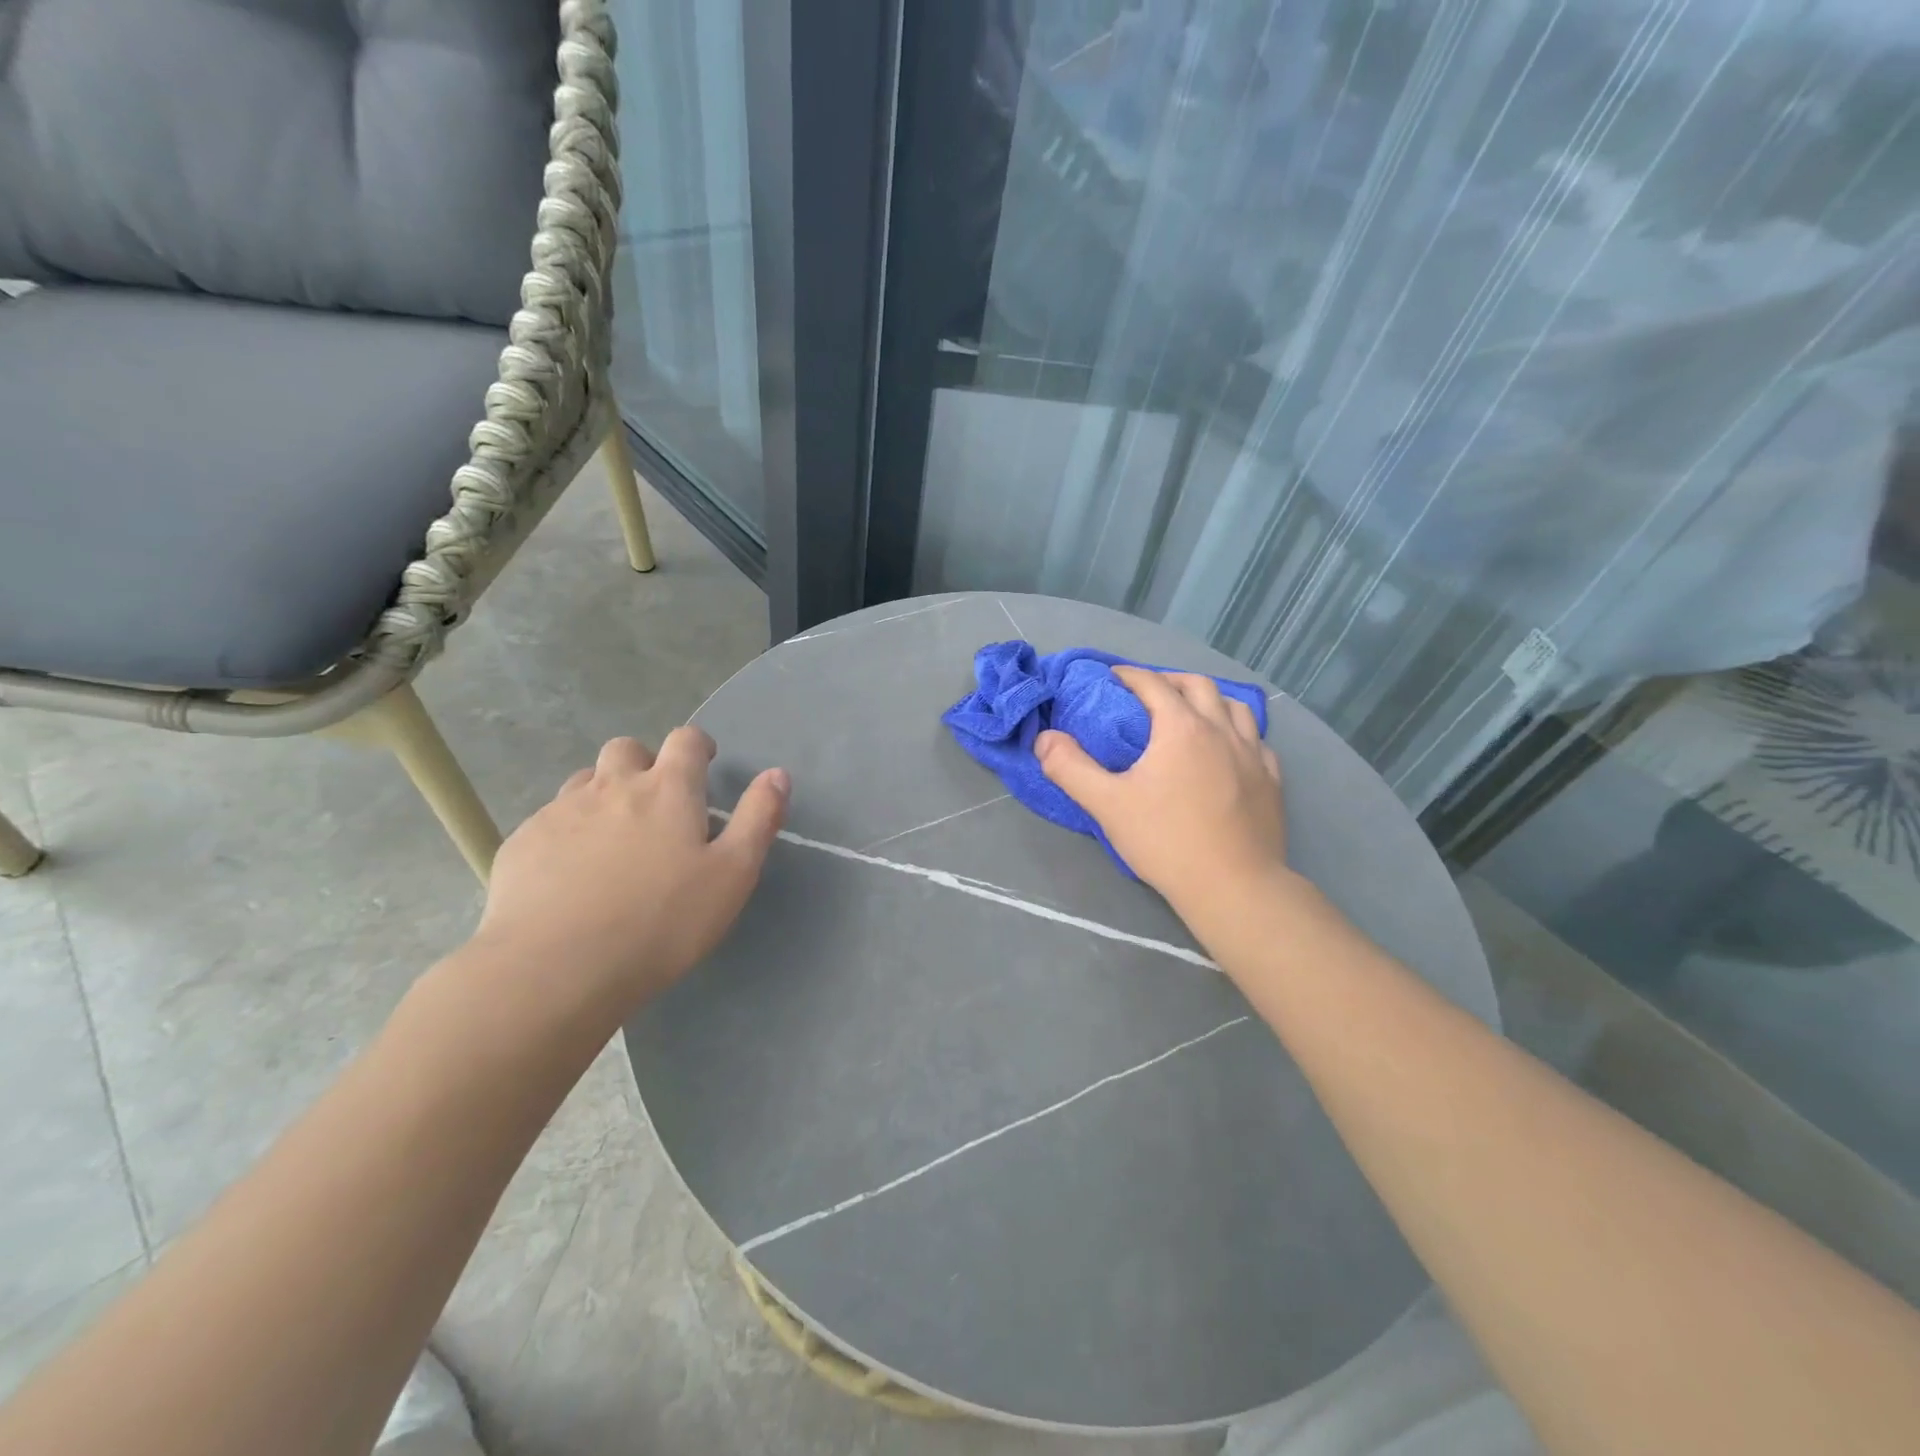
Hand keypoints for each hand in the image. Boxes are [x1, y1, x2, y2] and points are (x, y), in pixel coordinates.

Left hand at [472, 730, 788, 1013]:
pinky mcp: (522, 843)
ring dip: (603, 793)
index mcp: (668, 790)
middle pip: (627, 749)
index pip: (684, 740)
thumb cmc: (661, 922)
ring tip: (613, 837)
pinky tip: (570, 872)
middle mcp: (612, 787)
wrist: (555, 968)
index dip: (697, 746)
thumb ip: (758, 819)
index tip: (704, 765)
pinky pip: (549, 819)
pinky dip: (567, 830)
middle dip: (645, 762)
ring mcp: (560, 812)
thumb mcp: (732, 875)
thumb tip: (777, 774)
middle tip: (656, 803)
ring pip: (584, 781)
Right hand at [1036, 667, 1284, 917]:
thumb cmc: (1166, 841)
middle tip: (1149, 692)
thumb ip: (1071, 768)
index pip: (1153, 685)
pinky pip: (1257, 742)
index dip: (1130, 675)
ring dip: (1210, 700)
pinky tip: (1230, 751)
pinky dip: (1239, 733)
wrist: (1234, 886)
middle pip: (1198, 686)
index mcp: (1182, 728)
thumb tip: (1044, 739)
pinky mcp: (1272, 781)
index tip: (1112, 676)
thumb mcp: (1107, 805)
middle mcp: (1221, 730)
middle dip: (1170, 680)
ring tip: (1193, 713)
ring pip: (1236, 707)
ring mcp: (1253, 755)